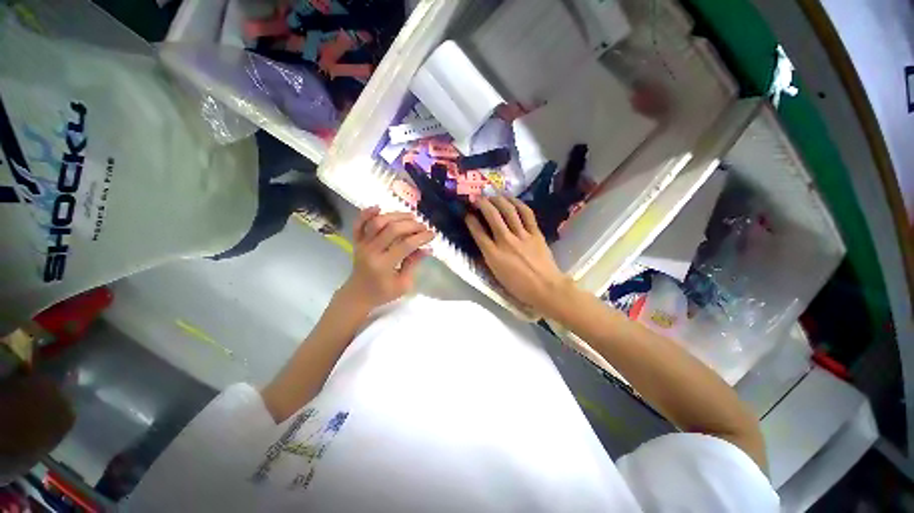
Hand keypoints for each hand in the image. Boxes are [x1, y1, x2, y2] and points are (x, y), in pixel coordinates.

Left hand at [337, 207, 433, 313]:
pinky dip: (367, 213)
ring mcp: (362, 245)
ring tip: (410, 216)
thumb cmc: (383, 293)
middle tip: (424, 226)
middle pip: (392, 230)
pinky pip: (358, 224)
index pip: (405, 245)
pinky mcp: (356, 241)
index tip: (432, 234)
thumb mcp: (403, 284)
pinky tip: (379, 207)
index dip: (421, 237)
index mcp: (384, 265)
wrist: (358, 294)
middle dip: (412, 225)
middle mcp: (371, 252)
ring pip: (377, 222)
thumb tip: (427, 248)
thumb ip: (413, 264)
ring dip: (395, 216)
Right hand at [465, 196, 575, 317]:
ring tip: (493, 195)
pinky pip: (526, 214)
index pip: (478, 232)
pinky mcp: (536, 233)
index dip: (470, 220)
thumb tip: (482, 242)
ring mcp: (522, 236)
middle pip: (492, 216)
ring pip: (509, 211)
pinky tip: (512, 199)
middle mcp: (506, 241)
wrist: (546, 289)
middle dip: (482, 203)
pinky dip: (518, 204)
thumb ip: (488, 257)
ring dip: (499, 199)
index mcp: (493, 255)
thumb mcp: (496, 275)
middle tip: (477, 197)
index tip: (467, 214)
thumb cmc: (518, 287)